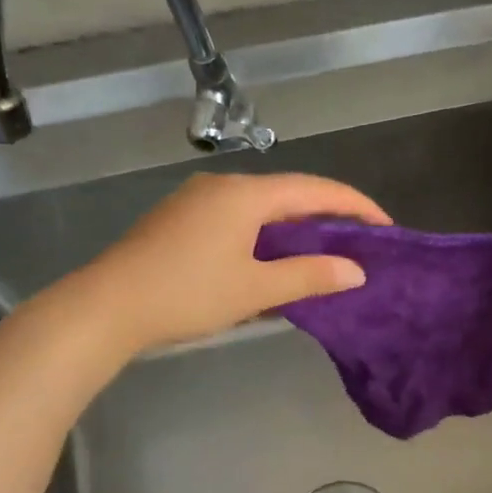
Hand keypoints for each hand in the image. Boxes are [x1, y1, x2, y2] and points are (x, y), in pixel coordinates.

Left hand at [70, 173, 388, 358]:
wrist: (106, 306)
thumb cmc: (187, 294)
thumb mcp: (256, 289)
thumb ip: (309, 276)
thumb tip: (356, 271)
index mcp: (246, 194)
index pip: (315, 190)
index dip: (355, 205)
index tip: (385, 226)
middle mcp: (223, 186)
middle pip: (288, 193)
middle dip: (326, 215)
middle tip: (358, 241)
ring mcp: (197, 200)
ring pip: (261, 207)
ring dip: (294, 227)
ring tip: (321, 253)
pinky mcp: (180, 218)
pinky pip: (237, 218)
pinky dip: (264, 234)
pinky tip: (270, 260)